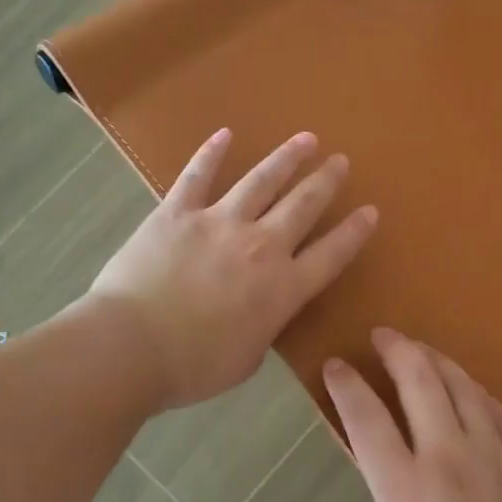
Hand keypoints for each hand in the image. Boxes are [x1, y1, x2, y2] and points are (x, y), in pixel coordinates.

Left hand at [90, 130, 377, 408]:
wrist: (131, 347)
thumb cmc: (192, 367)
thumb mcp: (247, 360)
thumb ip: (264, 328)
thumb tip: (264, 312)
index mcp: (282, 289)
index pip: (331, 254)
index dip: (354, 232)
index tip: (370, 210)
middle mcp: (260, 246)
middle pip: (303, 205)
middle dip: (326, 181)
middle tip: (341, 161)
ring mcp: (219, 222)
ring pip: (262, 181)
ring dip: (287, 158)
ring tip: (305, 139)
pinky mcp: (178, 212)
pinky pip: (198, 175)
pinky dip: (212, 153)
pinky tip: (225, 134)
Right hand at [325, 329, 501, 501]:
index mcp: (402, 489)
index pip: (365, 418)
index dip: (345, 385)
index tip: (335, 364)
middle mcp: (445, 457)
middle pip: (418, 382)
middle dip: (396, 350)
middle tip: (383, 335)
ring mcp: (492, 455)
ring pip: (462, 388)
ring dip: (437, 361)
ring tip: (422, 350)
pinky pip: (500, 412)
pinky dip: (478, 394)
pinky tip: (471, 390)